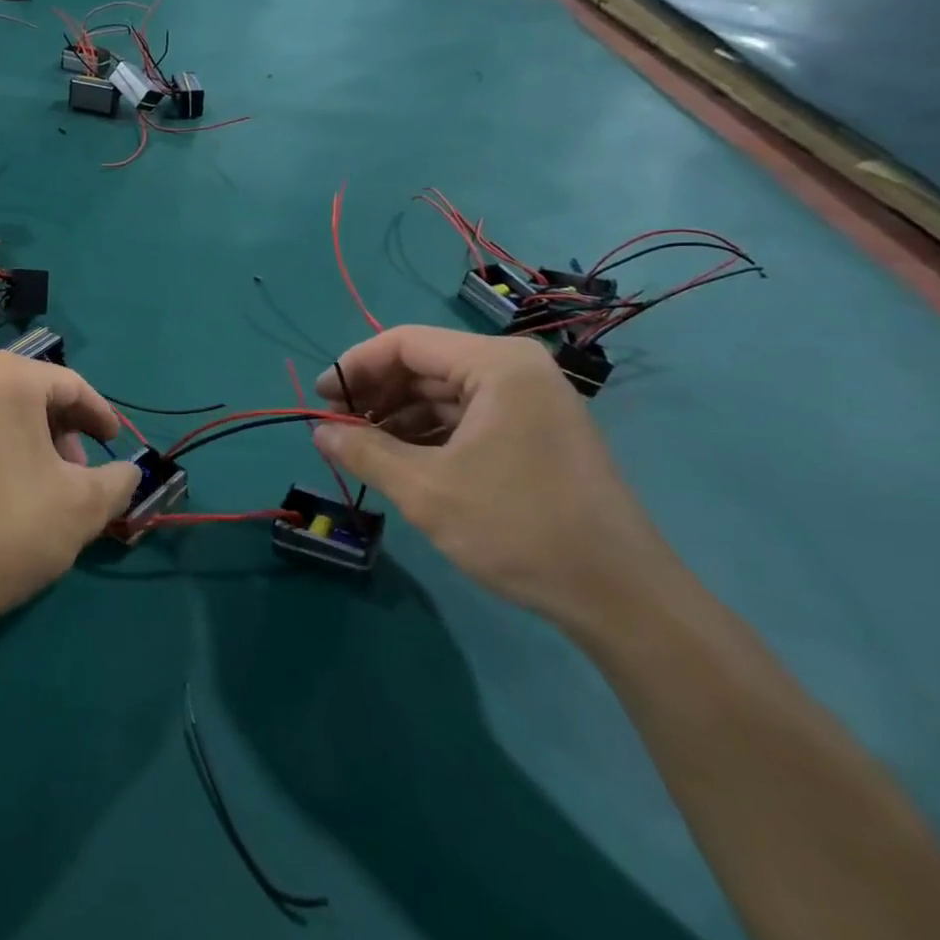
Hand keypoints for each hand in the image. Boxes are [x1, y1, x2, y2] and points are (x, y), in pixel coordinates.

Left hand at [0, 352, 141, 655]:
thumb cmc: (8, 532)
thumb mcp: (84, 506)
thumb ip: (118, 479)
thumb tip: (128, 473)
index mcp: (5, 378)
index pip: (70, 385)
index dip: (98, 414)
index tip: (113, 441)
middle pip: (27, 394)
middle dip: (59, 430)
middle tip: (75, 472)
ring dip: (22, 440)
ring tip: (34, 486)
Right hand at [312, 326, 675, 630]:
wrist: (621, 597)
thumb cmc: (518, 528)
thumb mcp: (426, 490)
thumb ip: (365, 451)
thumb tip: (318, 432)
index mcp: (495, 364)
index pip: (405, 343)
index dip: (354, 367)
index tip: (319, 400)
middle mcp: (516, 370)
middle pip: (424, 365)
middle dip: (375, 394)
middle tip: (335, 428)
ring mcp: (530, 401)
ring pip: (444, 393)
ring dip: (397, 416)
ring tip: (361, 449)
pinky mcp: (535, 432)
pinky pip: (467, 417)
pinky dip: (428, 434)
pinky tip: (401, 460)